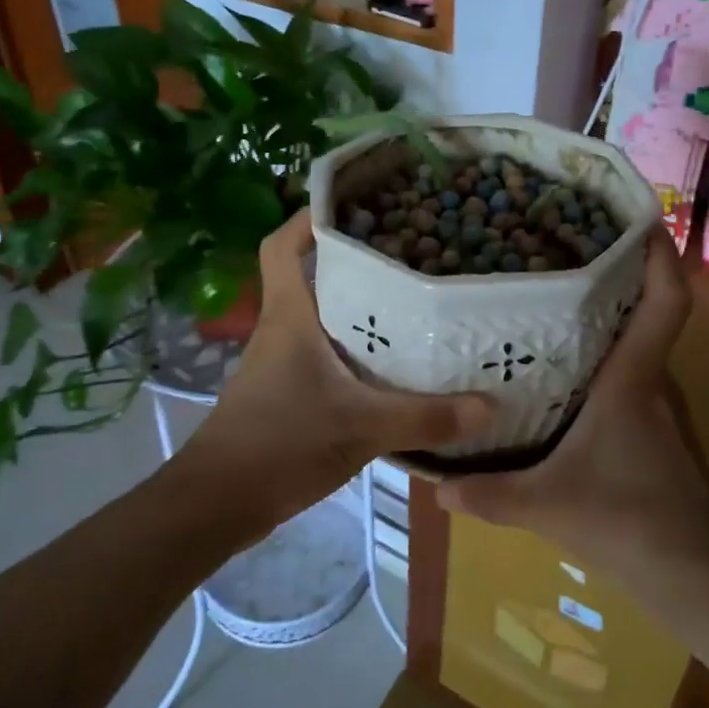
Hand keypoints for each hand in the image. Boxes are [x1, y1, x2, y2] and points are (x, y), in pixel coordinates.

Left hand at [188, 212, 494, 527]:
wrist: (218, 503)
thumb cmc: (280, 444)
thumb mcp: (361, 427)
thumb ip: (426, 417)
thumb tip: (490, 405)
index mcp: (289, 316)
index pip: (283, 245)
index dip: (309, 217)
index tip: (355, 203)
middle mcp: (283, 328)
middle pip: (312, 273)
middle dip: (353, 257)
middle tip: (409, 248)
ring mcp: (283, 361)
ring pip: (322, 314)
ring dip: (358, 304)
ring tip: (413, 297)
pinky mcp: (289, 390)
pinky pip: (327, 351)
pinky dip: (357, 347)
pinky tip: (394, 362)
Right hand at [437, 227, 708, 595]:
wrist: (701, 581)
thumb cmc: (629, 525)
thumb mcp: (546, 507)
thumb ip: (486, 494)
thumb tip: (432, 485)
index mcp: (634, 382)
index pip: (666, 302)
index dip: (659, 255)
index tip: (639, 218)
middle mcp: (656, 384)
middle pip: (647, 315)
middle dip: (614, 280)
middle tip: (562, 257)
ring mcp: (666, 410)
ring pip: (640, 350)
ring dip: (610, 324)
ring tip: (556, 310)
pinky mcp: (665, 434)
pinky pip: (637, 380)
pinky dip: (611, 364)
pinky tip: (571, 382)